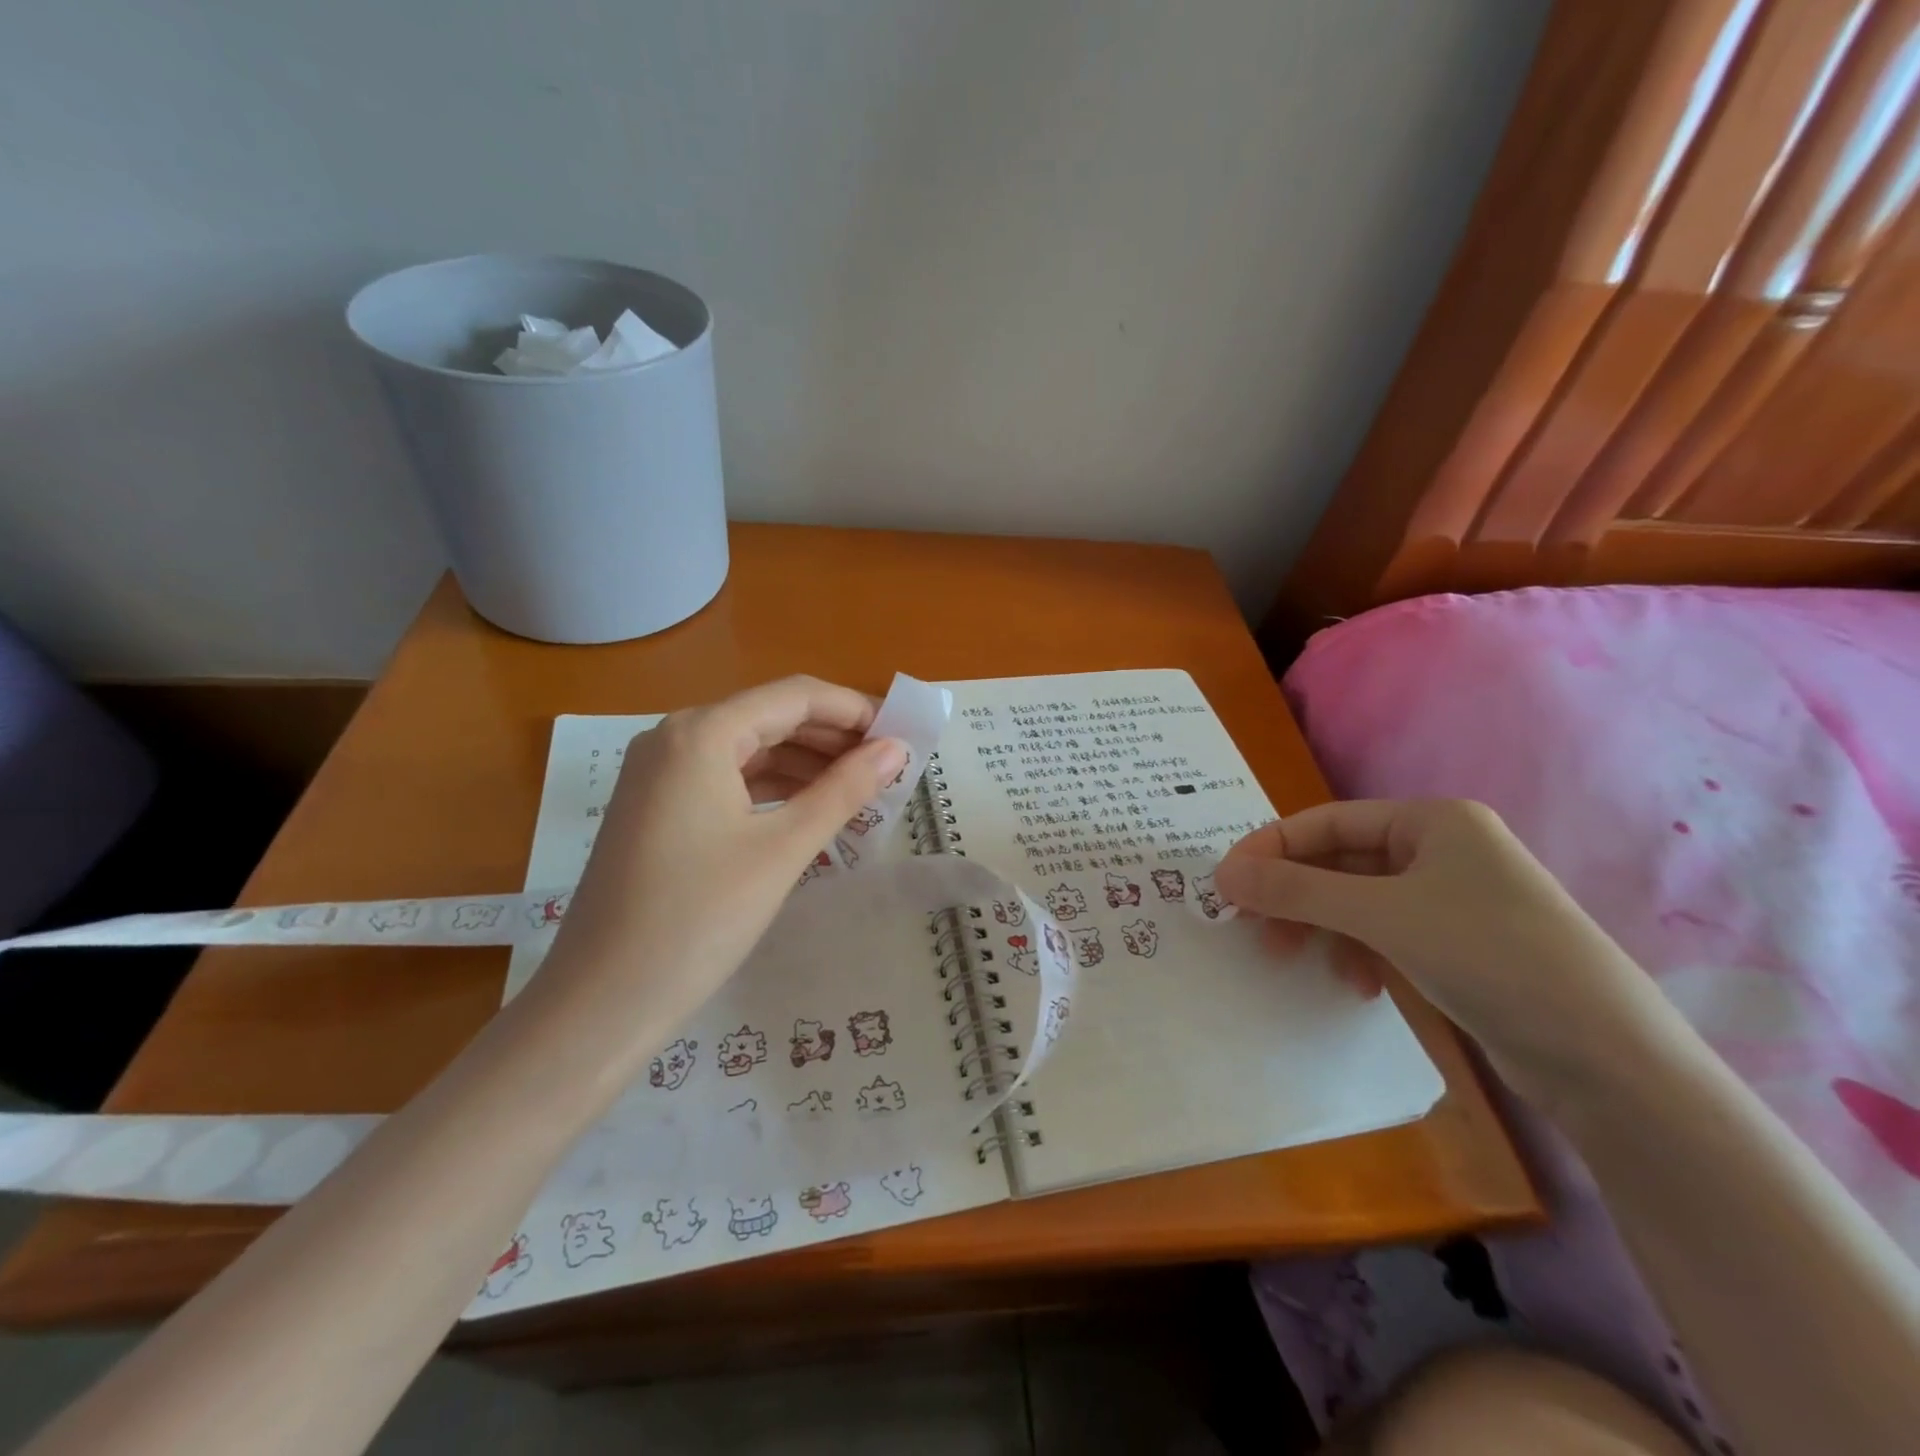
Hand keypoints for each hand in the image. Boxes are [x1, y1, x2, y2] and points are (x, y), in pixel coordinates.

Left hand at [530, 676, 907, 1051]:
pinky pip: (728, 780)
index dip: (854, 710)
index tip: (903, 735)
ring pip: (750, 750)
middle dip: (832, 738)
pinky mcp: (657, 808)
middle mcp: (675, 738)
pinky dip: (773, 789)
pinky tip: (810, 810)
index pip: (795, 696)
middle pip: (771, 718)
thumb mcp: (783, 850)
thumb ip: (844, 791)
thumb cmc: (698, 918)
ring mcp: (660, 774)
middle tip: (889, 767)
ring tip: (860, 791)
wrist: (600, 1002)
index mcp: (701, 733)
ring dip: (806, 764)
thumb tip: (896, 749)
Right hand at [1215, 800, 1663, 1091]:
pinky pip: (1385, 934)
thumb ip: (1297, 891)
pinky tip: (1355, 985)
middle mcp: (1442, 849)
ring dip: (1321, 927)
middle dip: (1294, 895)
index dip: (1270, 848)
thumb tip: (1222, 875)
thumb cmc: (1491, 956)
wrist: (1609, 1060)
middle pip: (1340, 861)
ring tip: (1293, 960)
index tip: (1225, 884)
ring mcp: (1453, 900)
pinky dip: (1359, 953)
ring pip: (1358, 901)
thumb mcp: (1383, 916)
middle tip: (1252, 927)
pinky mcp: (1460, 946)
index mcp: (1432, 820)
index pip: (1326, 821)